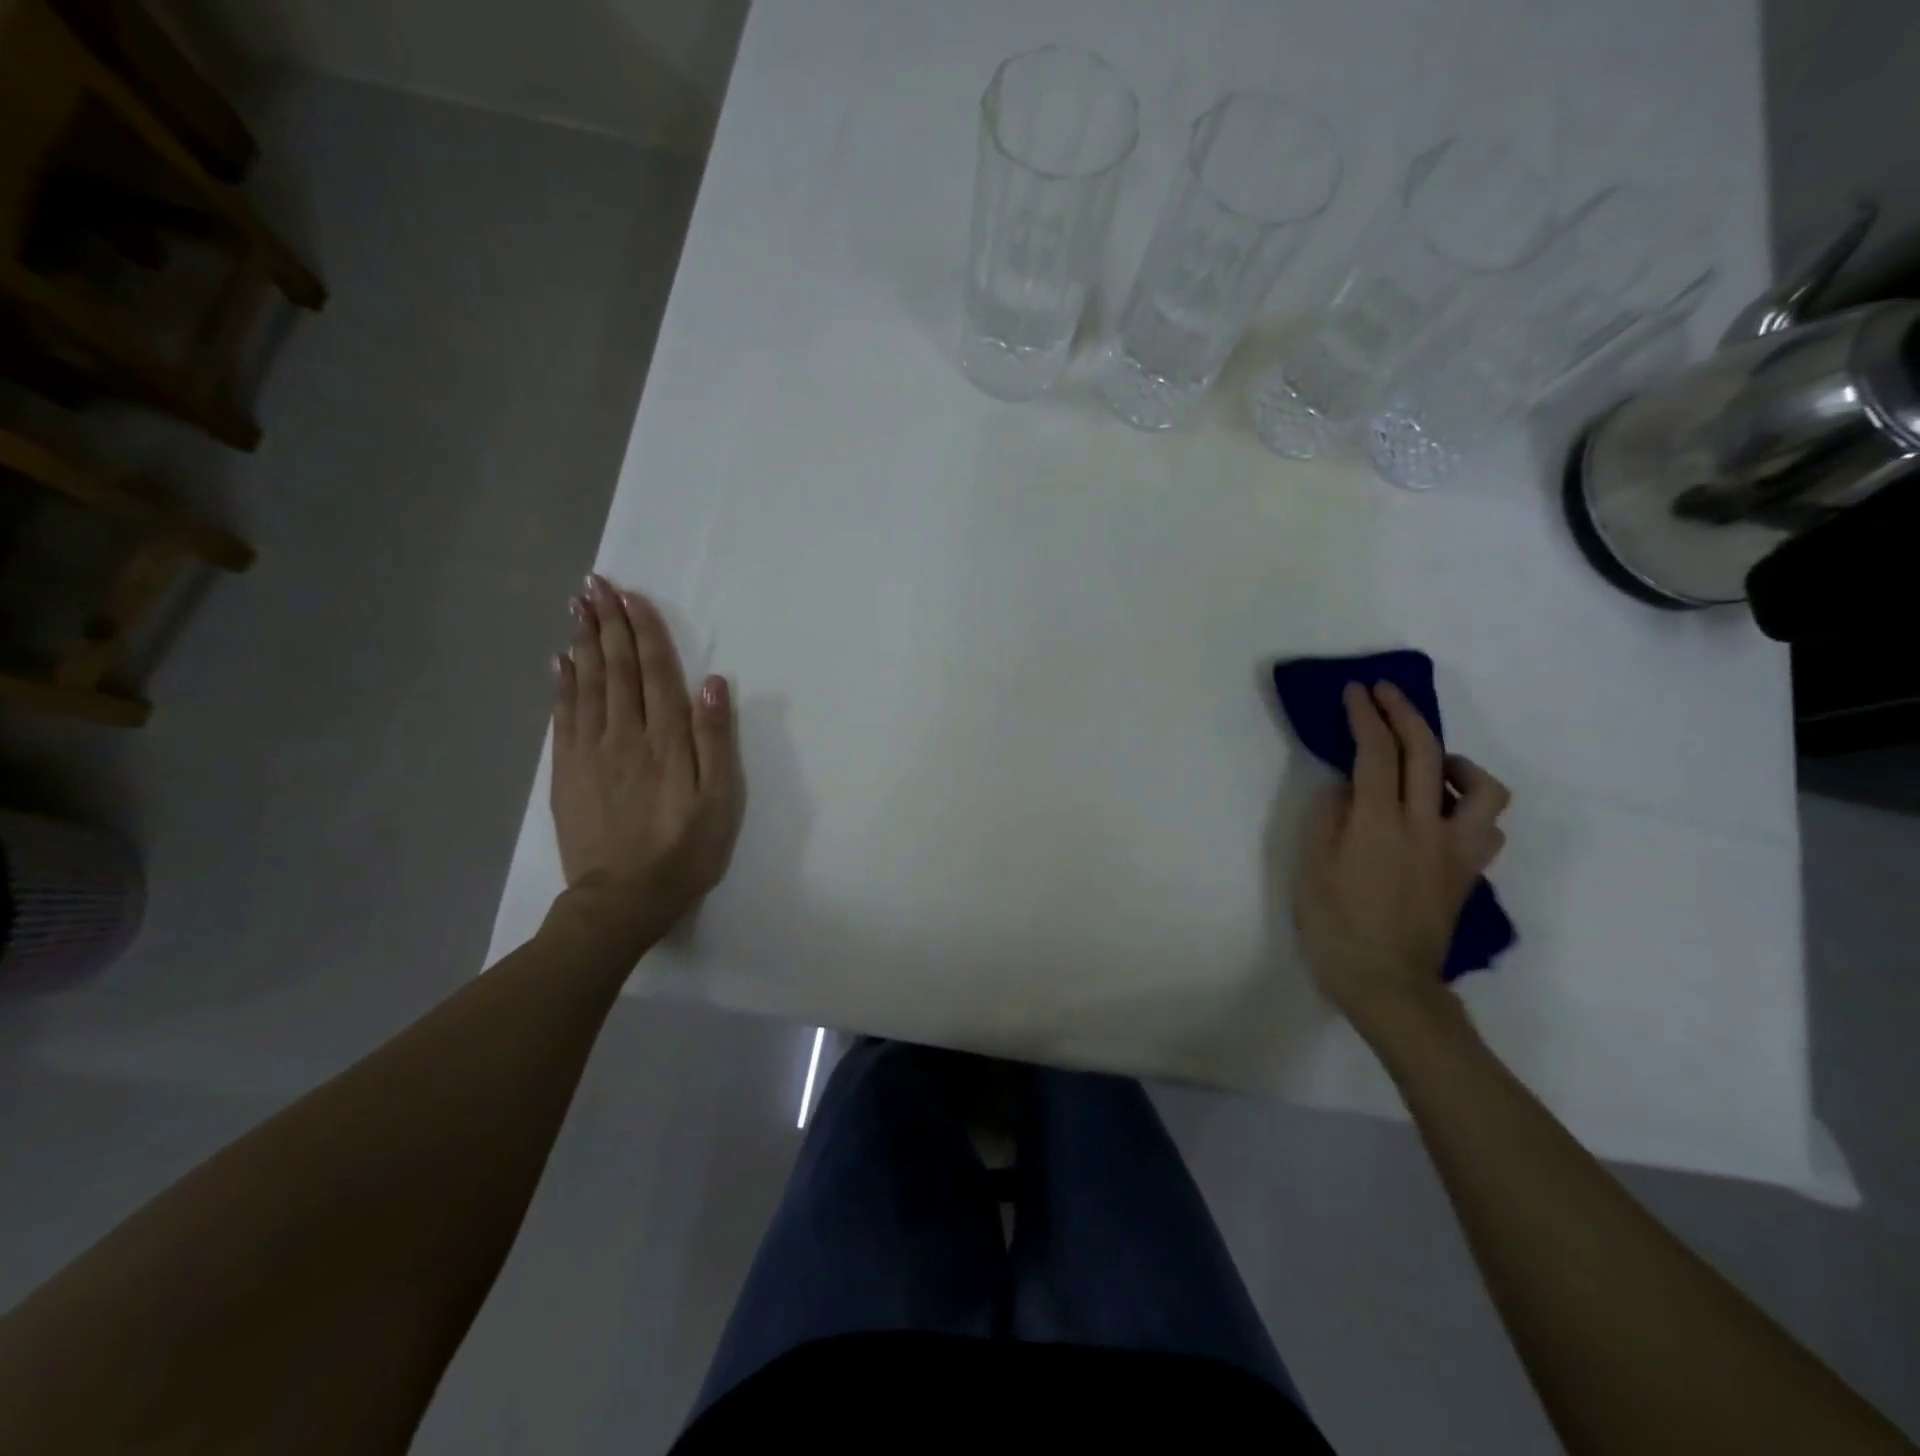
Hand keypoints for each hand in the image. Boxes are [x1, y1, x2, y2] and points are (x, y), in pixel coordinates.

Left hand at [550, 575, 744, 952]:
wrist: (621, 899)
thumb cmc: (683, 851)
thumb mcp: (719, 801)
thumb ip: (716, 741)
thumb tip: (713, 683)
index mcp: (666, 740)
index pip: (655, 673)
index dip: (645, 632)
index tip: (632, 597)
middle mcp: (624, 735)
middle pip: (616, 669)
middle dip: (608, 624)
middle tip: (596, 584)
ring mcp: (590, 751)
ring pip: (586, 684)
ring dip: (584, 642)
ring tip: (578, 607)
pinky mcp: (567, 771)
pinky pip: (563, 716)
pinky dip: (561, 684)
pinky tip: (560, 661)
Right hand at [1292, 681, 1509, 1039]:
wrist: (1388, 984)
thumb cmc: (1336, 926)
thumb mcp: (1310, 868)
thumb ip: (1326, 816)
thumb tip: (1344, 786)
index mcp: (1378, 823)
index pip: (1376, 752)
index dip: (1364, 716)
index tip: (1355, 691)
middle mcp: (1425, 826)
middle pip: (1426, 752)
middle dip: (1404, 713)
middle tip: (1385, 693)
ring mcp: (1455, 850)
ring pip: (1481, 787)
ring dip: (1455, 760)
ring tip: (1431, 763)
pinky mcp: (1468, 872)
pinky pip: (1486, 825)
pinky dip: (1470, 804)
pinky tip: (1444, 810)